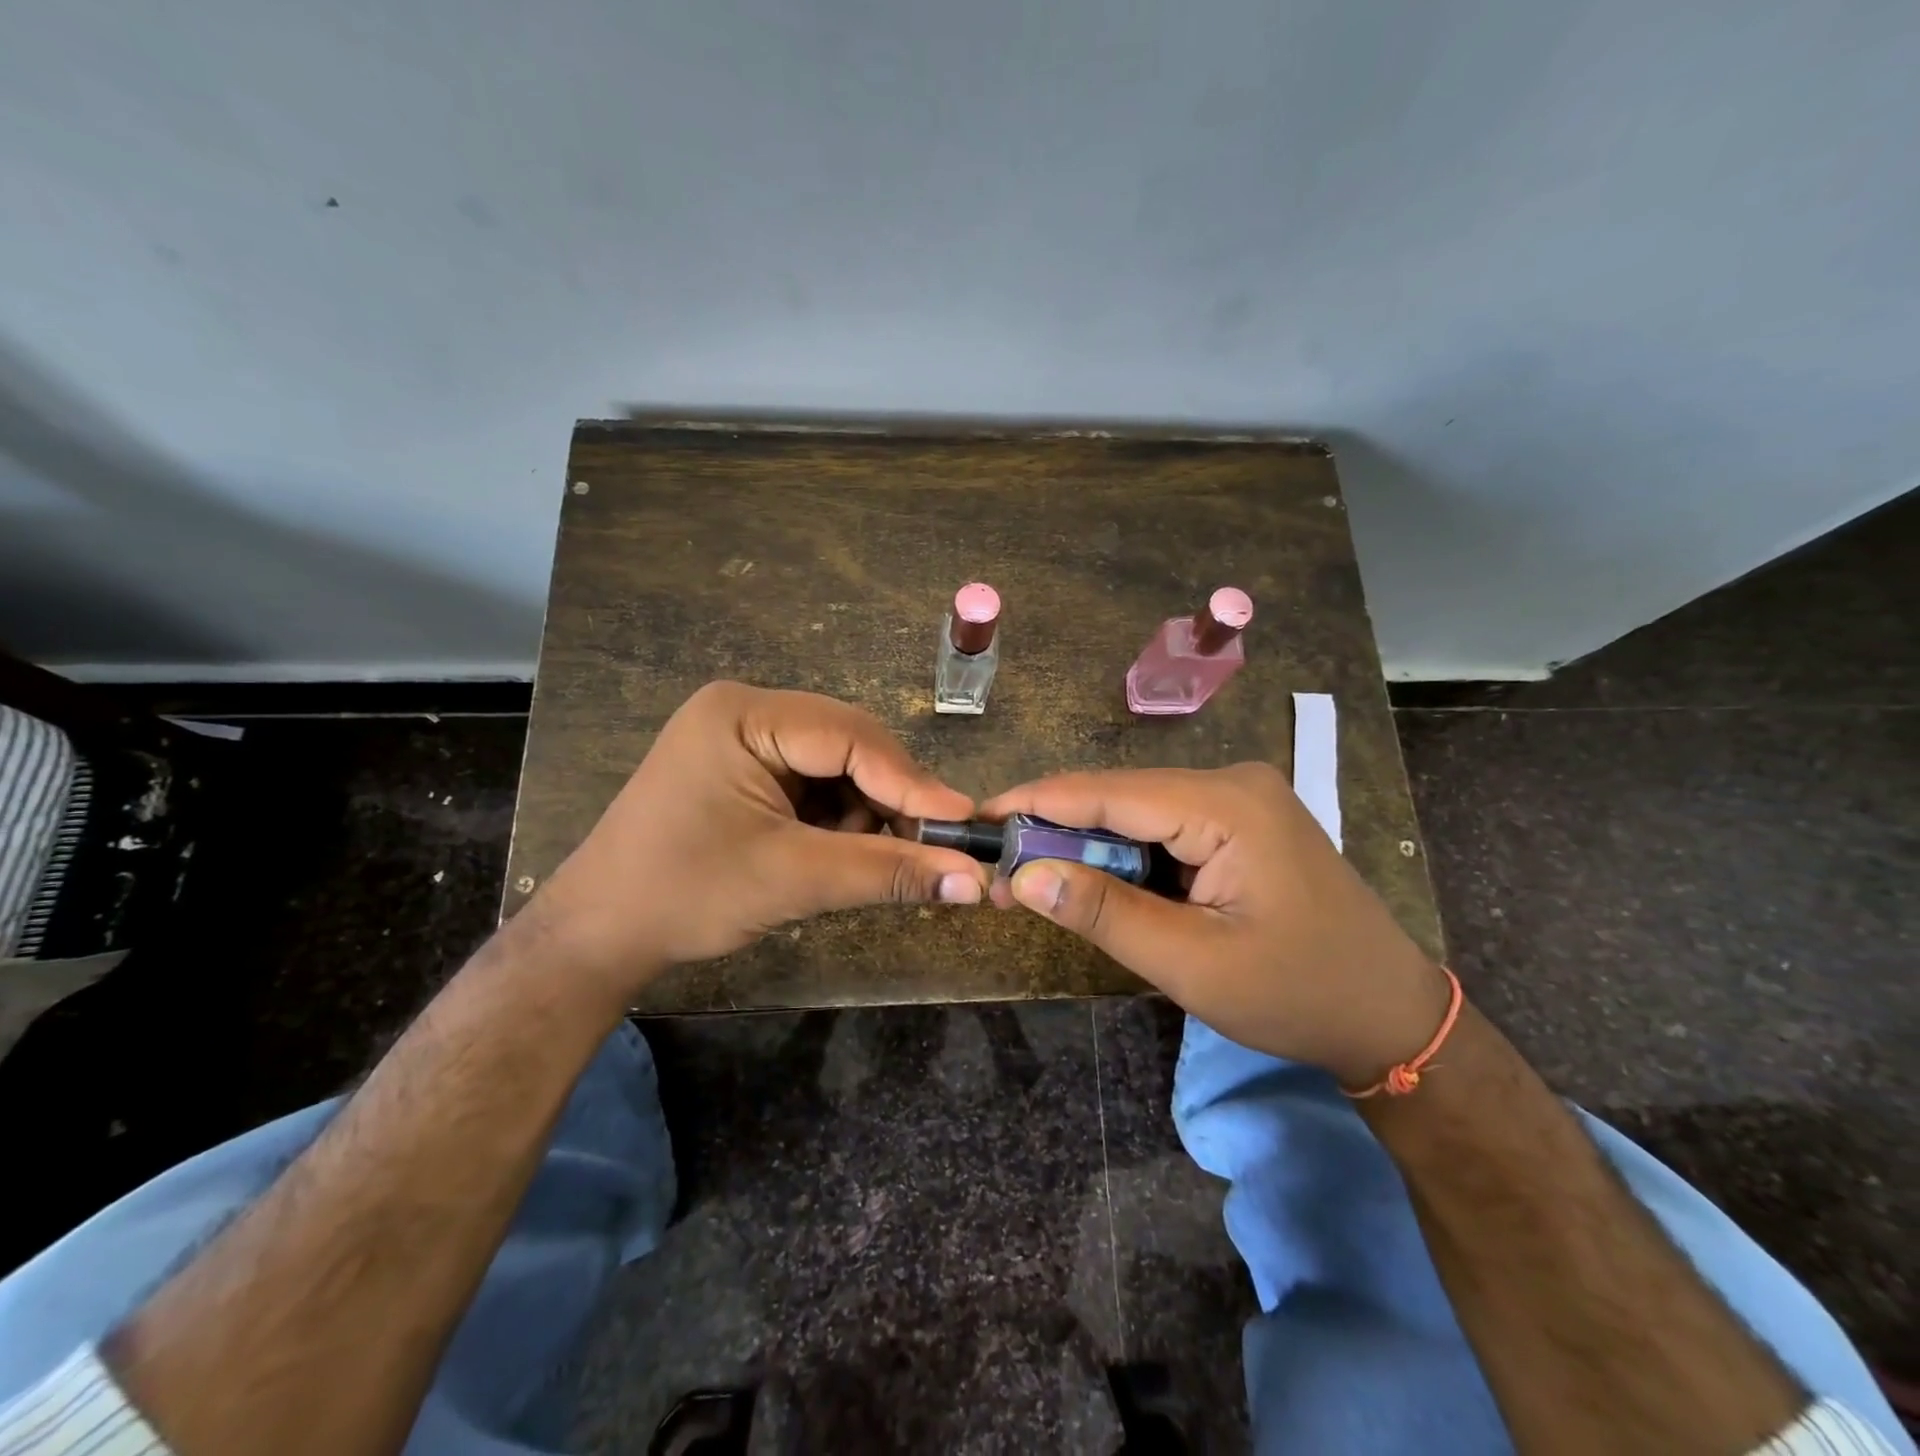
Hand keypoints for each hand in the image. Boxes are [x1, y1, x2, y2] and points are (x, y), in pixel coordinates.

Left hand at [525, 682, 991, 1001]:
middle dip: (886, 800)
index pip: (851, 736)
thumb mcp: (794, 880)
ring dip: (863, 815)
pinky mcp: (747, 770)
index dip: (911, 782)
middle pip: (850, 746)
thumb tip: (973, 881)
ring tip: (859, 862)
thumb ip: (888, 872)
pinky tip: (831, 854)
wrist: (599, 935)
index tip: (961, 824)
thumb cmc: (686, 896)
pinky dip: (837, 820)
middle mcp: (747, 711)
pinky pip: (816, 784)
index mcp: (745, 714)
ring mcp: (745, 739)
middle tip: (925, 850)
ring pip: (839, 767)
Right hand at [982, 764, 1449, 1085]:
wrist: (1387, 1015)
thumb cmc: (1296, 993)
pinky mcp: (1240, 821)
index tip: (978, 819)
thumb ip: (1104, 914)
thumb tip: (1022, 878)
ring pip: (1137, 811)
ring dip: (1088, 846)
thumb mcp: (1192, 964)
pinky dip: (1124, 854)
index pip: (1109, 792)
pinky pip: (1163, 826)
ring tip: (1036, 879)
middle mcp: (1231, 782)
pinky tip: (1095, 880)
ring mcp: (1239, 798)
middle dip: (1058, 830)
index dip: (1036, 803)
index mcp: (1227, 804)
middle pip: (1120, 796)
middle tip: (1001, 868)